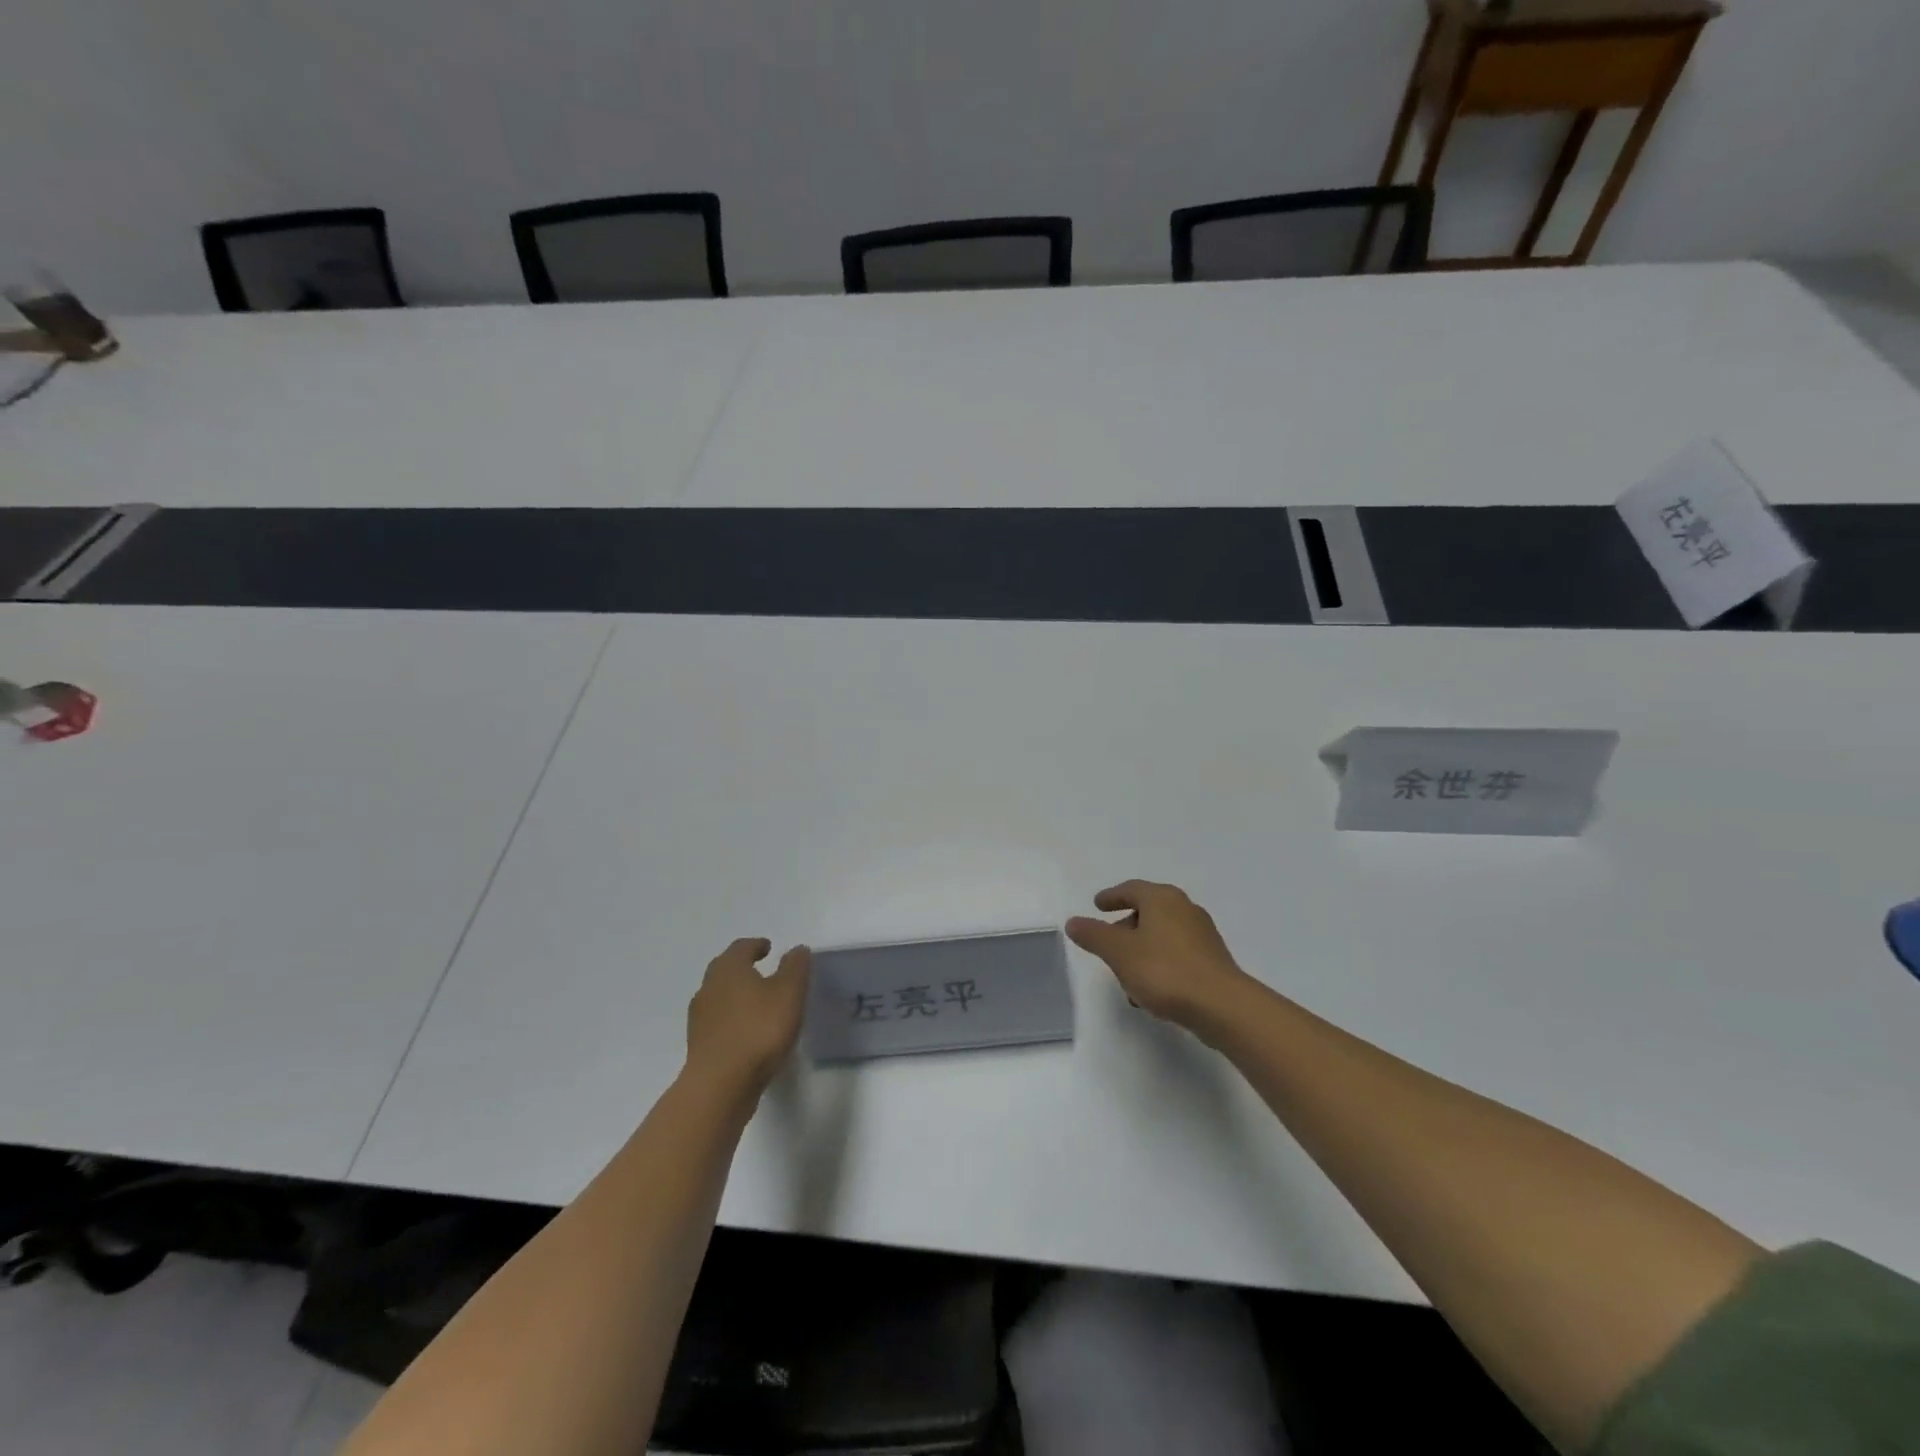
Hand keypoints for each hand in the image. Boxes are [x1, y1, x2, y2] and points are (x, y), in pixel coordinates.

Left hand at [685, 938, 810, 1092]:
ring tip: (758, 1003)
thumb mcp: (789, 993)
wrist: (720, 1085)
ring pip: (719, 997)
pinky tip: (747, 1032)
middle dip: (742, 967)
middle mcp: (708, 987)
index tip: (768, 948)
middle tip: (761, 970)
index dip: (756, 945)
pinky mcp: (699, 1046)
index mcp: (728, 969)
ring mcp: (699, 1018)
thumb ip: (795, 968)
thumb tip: (797, 949)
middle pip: (725, 970)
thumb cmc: (758, 1029)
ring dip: (736, 995)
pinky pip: (718, 1022)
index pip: (741, 947)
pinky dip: (732, 1019)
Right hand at [1066, 881, 1252, 1035]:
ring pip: (1162, 936)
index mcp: (1162, 899)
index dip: (1112, 896)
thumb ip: (1094, 935)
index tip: (1098, 904)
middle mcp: (1185, 909)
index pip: (1131, 889)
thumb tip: (1073, 921)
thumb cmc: (1165, 971)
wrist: (1222, 1007)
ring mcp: (1203, 935)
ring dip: (1141, 951)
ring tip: (1126, 977)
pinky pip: (1177, 955)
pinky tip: (1151, 991)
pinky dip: (1159, 964)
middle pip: (1148, 911)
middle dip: (1126, 927)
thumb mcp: (1119, 952)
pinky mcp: (1212, 960)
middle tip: (1108, 944)